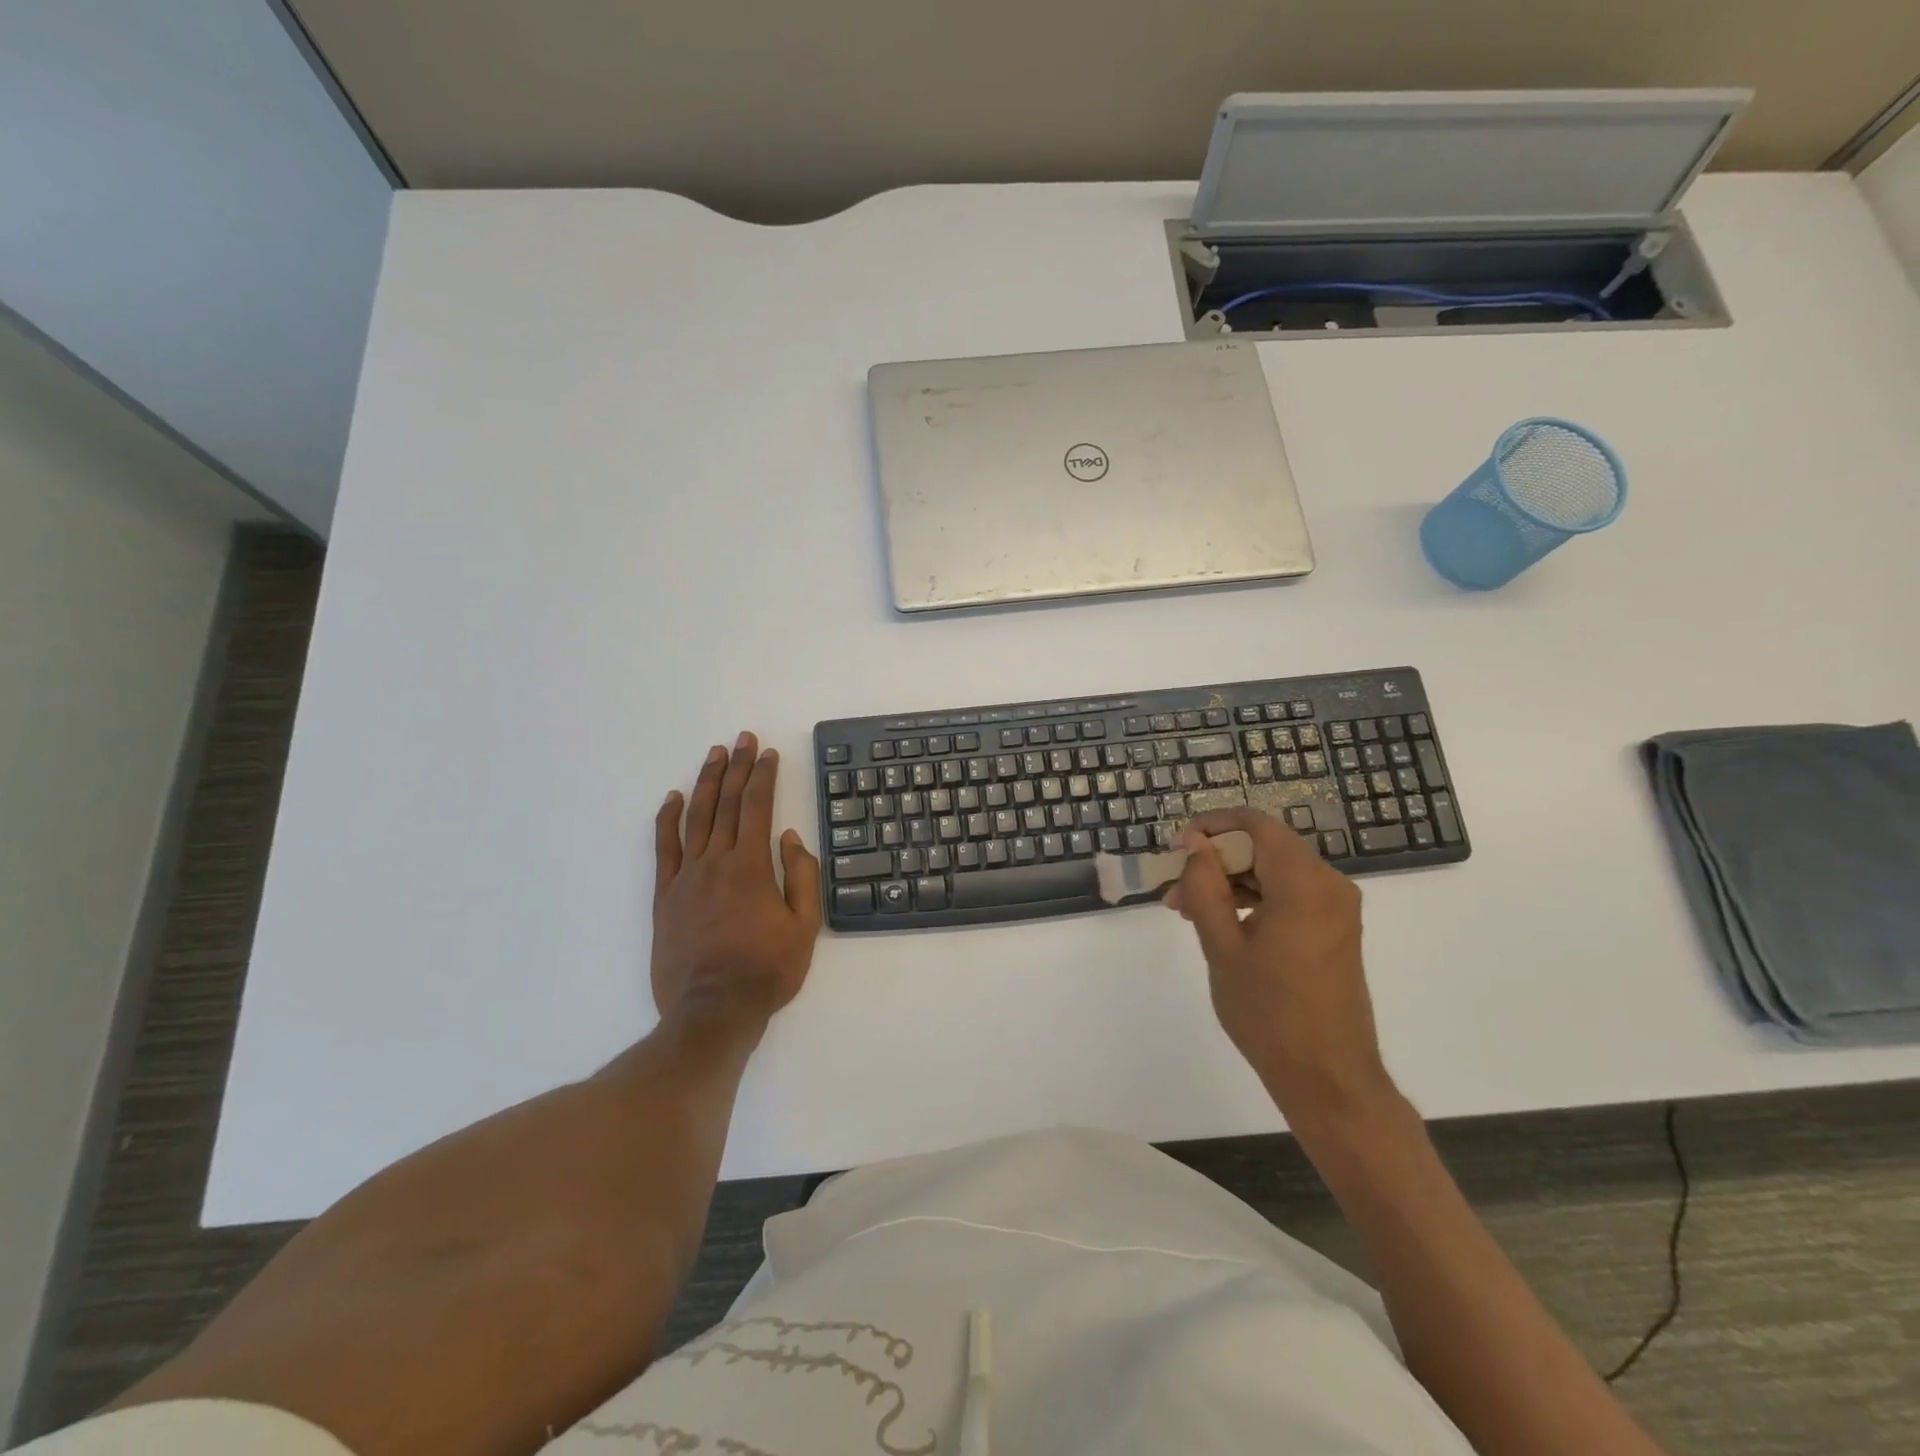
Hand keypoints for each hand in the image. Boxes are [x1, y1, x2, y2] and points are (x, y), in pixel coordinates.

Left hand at [651, 732, 821, 1036]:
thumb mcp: (805, 926)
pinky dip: (666, 820)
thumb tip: (792, 838)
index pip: (758, 807)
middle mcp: (716, 862)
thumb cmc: (767, 970)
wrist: (713, 1010)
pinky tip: (671, 798)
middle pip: (726, 803)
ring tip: (713, 755)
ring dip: (705, 783)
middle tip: (741, 739)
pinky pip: (663, 848)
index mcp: (751, 866)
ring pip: (695, 818)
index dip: (763, 776)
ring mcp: (686, 877)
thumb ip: (802, 877)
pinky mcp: (665, 896)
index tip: (767, 752)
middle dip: (736, 767)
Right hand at [1165, 808, 1397, 1138]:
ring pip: (1274, 870)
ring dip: (1231, 880)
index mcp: (1305, 885)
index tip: (1177, 848)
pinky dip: (1254, 897)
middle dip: (1216, 859)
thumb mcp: (1223, 946)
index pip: (1255, 825)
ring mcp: (1337, 907)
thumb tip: (1194, 844)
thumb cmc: (1269, 1013)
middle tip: (1175, 888)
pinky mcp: (1335, 927)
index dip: (1212, 826)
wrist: (1328, 1078)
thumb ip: (1205, 886)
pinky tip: (1221, 922)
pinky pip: (1289, 893)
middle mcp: (1330, 885)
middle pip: (1265, 846)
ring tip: (1188, 910)